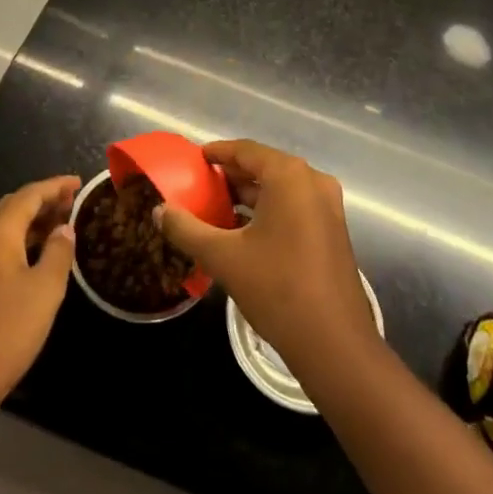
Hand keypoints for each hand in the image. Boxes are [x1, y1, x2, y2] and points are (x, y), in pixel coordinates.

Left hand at [0, 176, 78, 426]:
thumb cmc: (6, 331)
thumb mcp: (45, 290)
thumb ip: (58, 252)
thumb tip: (64, 228)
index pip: (29, 194)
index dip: (55, 186)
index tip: (79, 183)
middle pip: (12, 206)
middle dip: (42, 200)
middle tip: (72, 203)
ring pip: (2, 227)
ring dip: (30, 221)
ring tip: (60, 226)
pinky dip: (19, 241)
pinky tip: (36, 257)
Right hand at [157, 140, 376, 369]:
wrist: (333, 343)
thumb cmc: (276, 287)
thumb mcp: (223, 257)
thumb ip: (187, 229)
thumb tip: (159, 211)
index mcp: (290, 176)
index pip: (246, 150)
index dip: (218, 152)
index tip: (194, 159)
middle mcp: (313, 182)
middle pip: (265, 167)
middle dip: (232, 175)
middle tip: (200, 185)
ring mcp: (328, 207)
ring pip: (281, 189)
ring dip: (250, 195)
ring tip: (216, 207)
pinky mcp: (333, 231)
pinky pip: (295, 207)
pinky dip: (269, 210)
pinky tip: (244, 231)